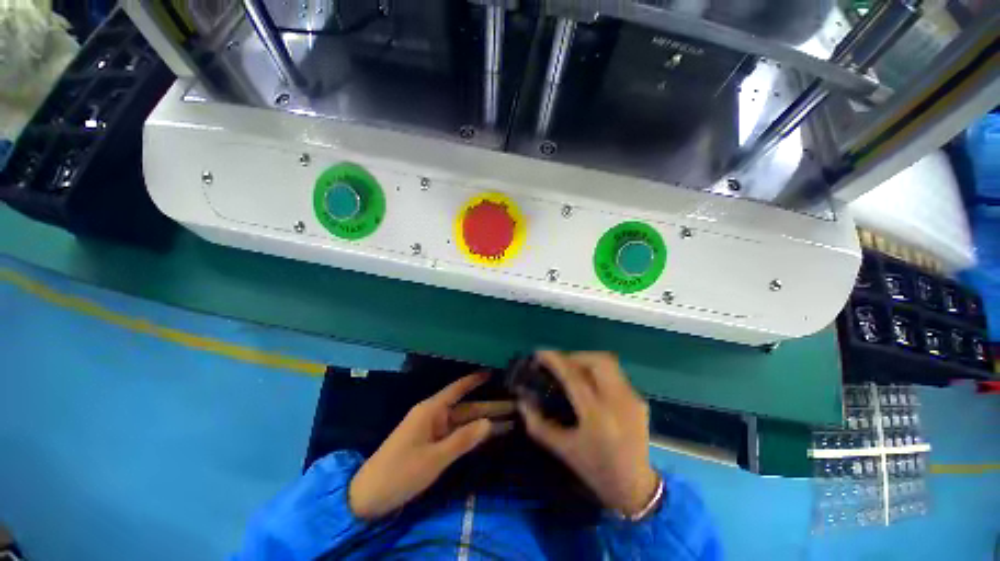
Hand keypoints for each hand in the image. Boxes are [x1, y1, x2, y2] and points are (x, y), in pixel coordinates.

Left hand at [349, 372, 513, 519]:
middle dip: (490, 407)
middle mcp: (434, 415)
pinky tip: (488, 435)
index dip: (475, 380)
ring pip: (464, 422)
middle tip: (515, 405)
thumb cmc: (401, 472)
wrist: (369, 496)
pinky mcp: (431, 444)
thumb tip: (490, 423)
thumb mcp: (434, 458)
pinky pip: (457, 434)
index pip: (457, 389)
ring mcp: (433, 430)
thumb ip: (463, 440)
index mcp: (431, 410)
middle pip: (467, 407)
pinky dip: (472, 434)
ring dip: (484, 422)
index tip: (493, 372)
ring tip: (510, 421)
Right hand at [518, 351, 657, 515]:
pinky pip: (615, 374)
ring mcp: (632, 398)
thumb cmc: (595, 469)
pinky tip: (590, 385)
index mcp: (596, 416)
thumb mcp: (563, 449)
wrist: (635, 488)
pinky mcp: (639, 399)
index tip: (540, 353)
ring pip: (608, 363)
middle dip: (574, 356)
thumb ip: (537, 424)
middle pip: (597, 360)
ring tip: (573, 370)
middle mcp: (617, 401)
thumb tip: (521, 401)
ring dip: (587, 360)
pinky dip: (598, 372)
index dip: (555, 360)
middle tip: (560, 364)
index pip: (573, 376)